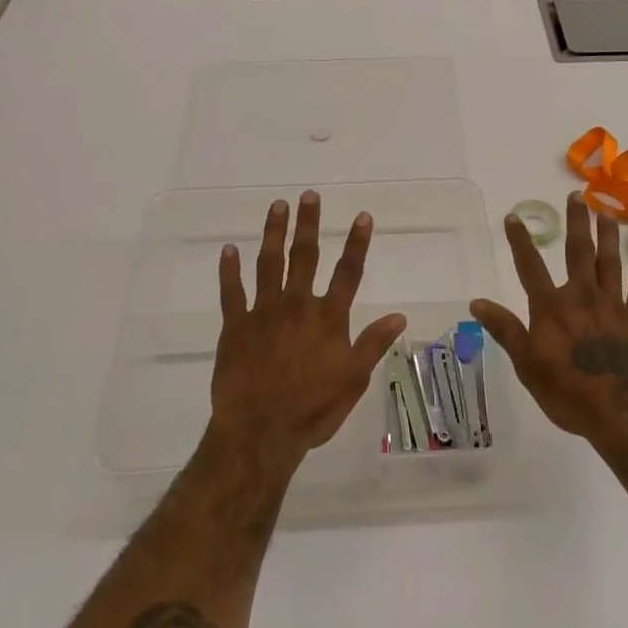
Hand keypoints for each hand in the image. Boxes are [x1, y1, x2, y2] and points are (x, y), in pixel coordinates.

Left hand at [209, 192, 408, 469]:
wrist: (260, 432)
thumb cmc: (312, 409)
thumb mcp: (353, 380)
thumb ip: (373, 344)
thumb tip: (399, 315)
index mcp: (328, 318)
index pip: (348, 272)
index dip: (356, 243)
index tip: (362, 215)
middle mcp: (297, 305)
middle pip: (305, 257)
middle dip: (309, 224)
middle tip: (309, 195)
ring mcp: (263, 312)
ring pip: (268, 264)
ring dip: (273, 233)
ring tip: (276, 206)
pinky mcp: (235, 326)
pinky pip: (231, 292)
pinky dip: (229, 270)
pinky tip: (228, 249)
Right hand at [469, 192, 627, 448]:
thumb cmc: (570, 394)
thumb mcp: (528, 366)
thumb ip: (506, 330)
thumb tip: (477, 302)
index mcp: (552, 308)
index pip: (530, 267)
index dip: (520, 241)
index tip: (514, 217)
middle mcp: (583, 298)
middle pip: (579, 252)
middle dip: (577, 222)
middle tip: (578, 196)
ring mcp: (615, 307)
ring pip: (611, 263)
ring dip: (608, 238)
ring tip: (607, 215)